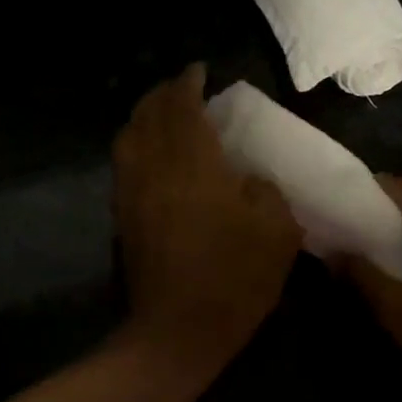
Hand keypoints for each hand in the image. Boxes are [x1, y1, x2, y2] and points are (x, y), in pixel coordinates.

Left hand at [113, 64, 302, 371]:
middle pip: (148, 114)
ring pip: (129, 136)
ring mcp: (132, 192)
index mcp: (192, 163)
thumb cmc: (234, 279)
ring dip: (145, 116)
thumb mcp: (278, 231)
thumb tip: (249, 178)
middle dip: (163, 93)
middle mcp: (154, 167)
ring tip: (165, 113)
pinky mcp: (122, 216)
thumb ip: (267, 191)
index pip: (182, 106)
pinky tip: (153, 153)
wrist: (177, 331)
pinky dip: (136, 144)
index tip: (199, 71)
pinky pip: (124, 162)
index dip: (188, 83)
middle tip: (183, 87)